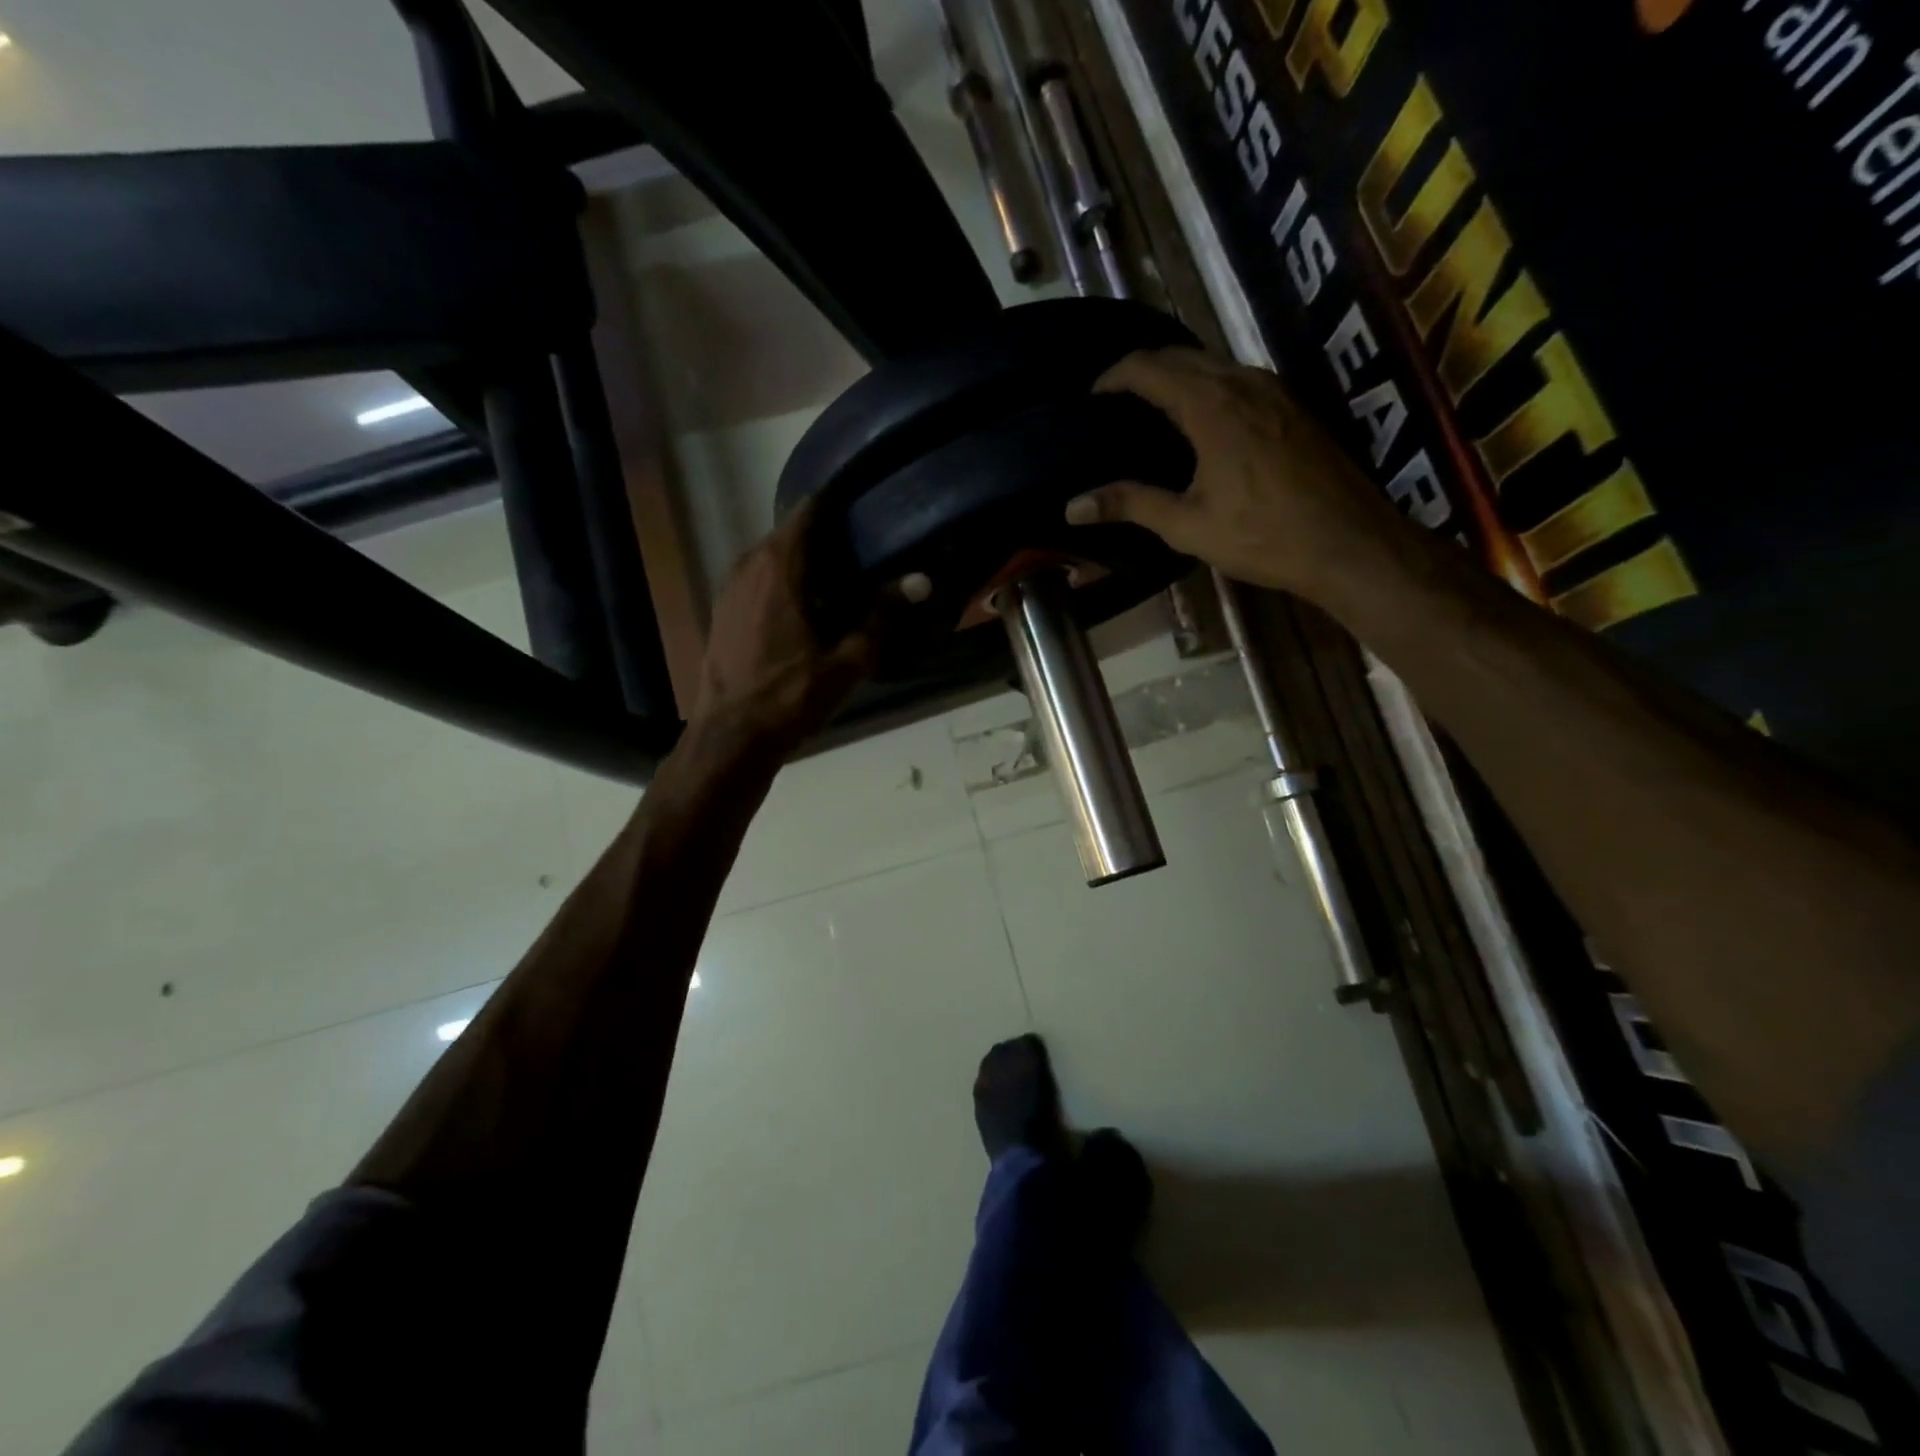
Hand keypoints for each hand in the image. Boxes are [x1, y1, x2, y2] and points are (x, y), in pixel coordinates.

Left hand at [685, 503, 878, 761]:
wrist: (729, 739)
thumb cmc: (790, 697)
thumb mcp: (846, 661)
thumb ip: (882, 615)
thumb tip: (921, 580)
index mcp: (779, 566)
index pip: (810, 510)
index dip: (839, 504)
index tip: (868, 510)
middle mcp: (748, 565)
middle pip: (793, 533)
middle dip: (828, 538)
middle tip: (867, 553)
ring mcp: (730, 588)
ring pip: (774, 558)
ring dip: (805, 564)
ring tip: (842, 583)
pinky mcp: (723, 611)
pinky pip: (759, 581)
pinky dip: (784, 584)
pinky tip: (808, 611)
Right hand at [1066, 348, 1407, 599]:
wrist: (1348, 543)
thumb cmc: (1263, 536)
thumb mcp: (1187, 525)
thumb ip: (1130, 504)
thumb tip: (1072, 507)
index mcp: (1211, 404)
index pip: (1148, 367)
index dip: (1112, 377)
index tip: (1089, 398)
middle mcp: (1242, 381)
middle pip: (1180, 355)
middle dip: (1141, 370)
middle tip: (1113, 403)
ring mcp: (1274, 389)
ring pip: (1212, 362)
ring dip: (1175, 375)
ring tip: (1148, 410)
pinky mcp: (1292, 405)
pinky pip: (1236, 377)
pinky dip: (1205, 386)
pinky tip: (1198, 422)